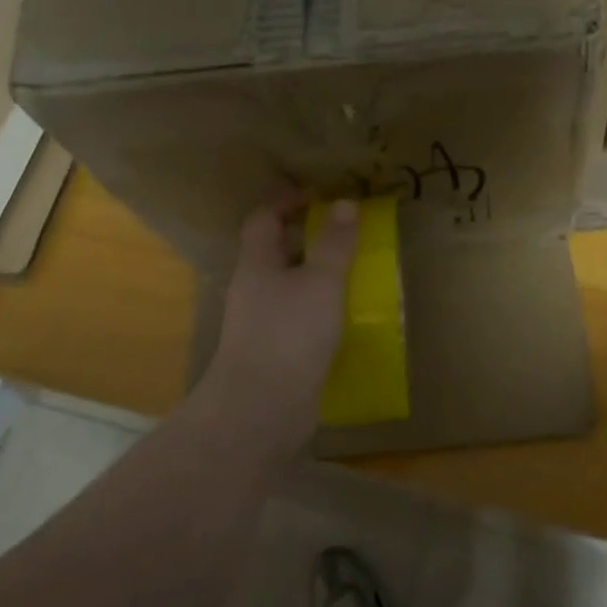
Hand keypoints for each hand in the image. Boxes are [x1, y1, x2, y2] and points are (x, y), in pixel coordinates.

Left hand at [201, 197, 359, 439]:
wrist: (261, 408)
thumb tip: (344, 203)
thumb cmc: (289, 334)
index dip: (288, 201)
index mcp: (256, 264)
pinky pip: (297, 317)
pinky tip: (344, 316)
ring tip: (353, 272)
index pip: (263, 218)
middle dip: (307, 238)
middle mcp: (253, 289)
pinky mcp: (274, 352)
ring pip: (288, 286)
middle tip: (346, 233)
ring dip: (315, 275)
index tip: (321, 198)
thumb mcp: (321, 282)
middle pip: (275, 251)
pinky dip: (319, 309)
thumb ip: (334, 243)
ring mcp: (261, 323)